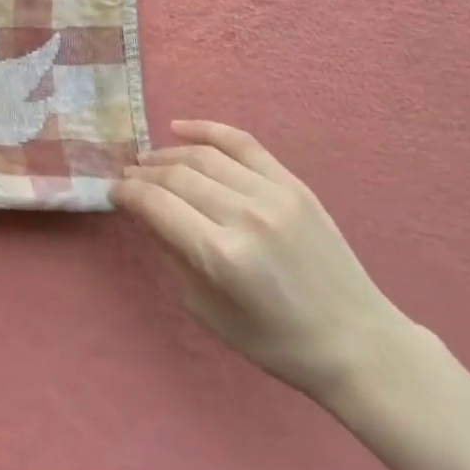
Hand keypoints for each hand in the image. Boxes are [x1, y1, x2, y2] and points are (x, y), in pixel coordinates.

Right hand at [113, 120, 413, 405]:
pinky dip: (207, 130)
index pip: (156, 205)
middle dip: (142, 175)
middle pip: (176, 176)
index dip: (126, 194)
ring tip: (148, 162)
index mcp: (221, 255)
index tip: (113, 193)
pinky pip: (243, 144)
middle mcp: (245, 215)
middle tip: (127, 178)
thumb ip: (171, 254)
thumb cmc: (274, 340)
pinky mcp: (294, 184)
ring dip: (167, 155)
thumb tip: (144, 214)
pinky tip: (179, 128)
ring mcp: (274, 195)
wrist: (356, 341)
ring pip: (203, 156)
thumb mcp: (205, 309)